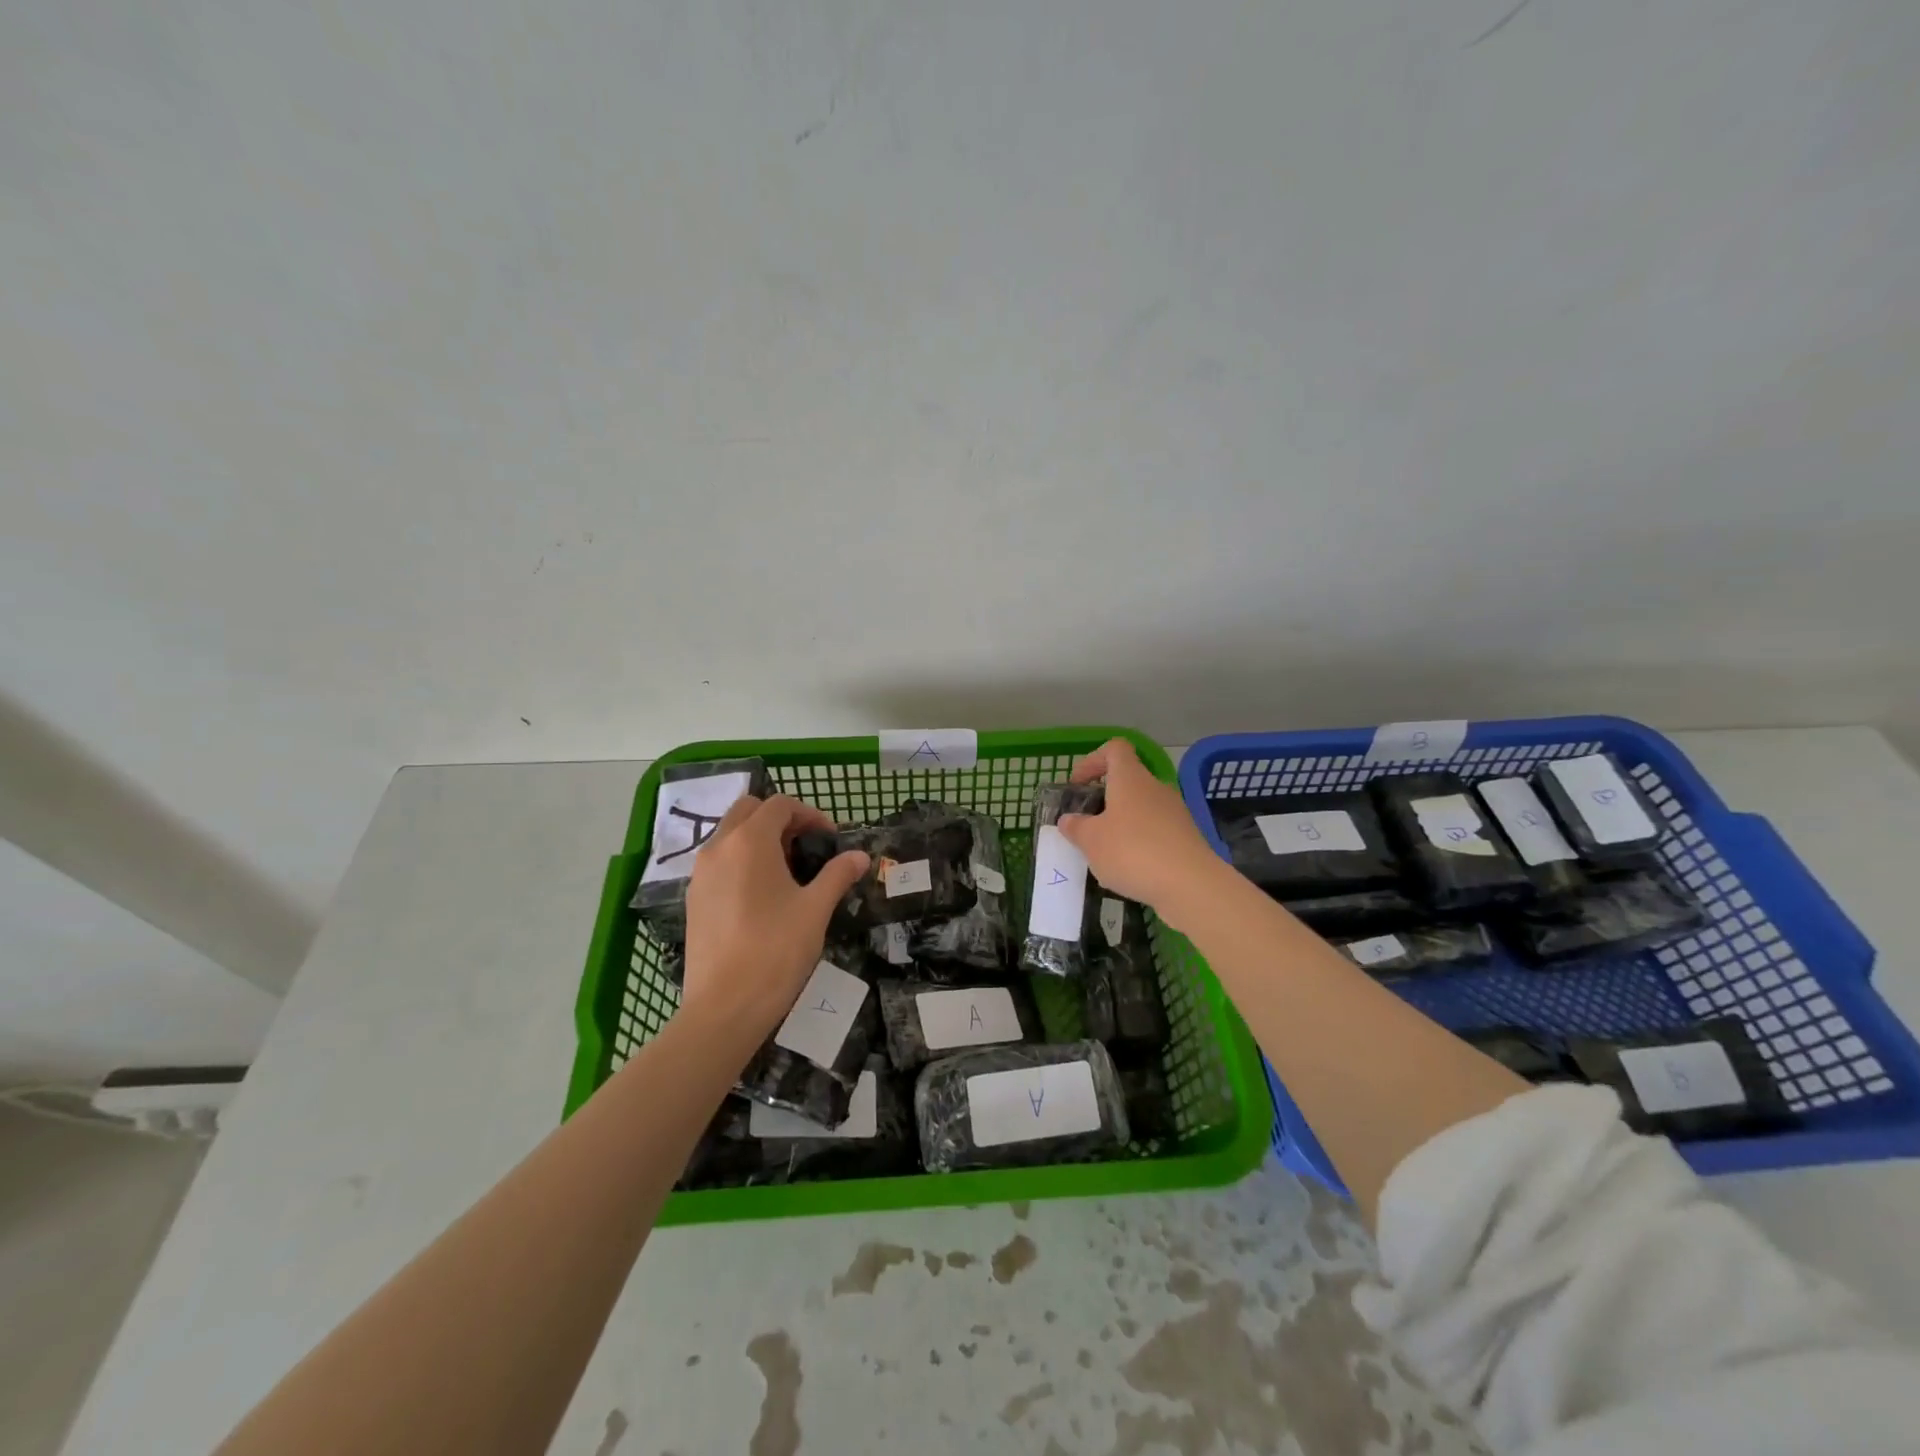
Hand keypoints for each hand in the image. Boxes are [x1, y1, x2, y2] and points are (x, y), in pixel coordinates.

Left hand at [682, 795, 868, 1040]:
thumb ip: (837, 875)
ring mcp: (701, 874)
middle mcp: (719, 848)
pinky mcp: (694, 898)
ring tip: (787, 873)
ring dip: (759, 839)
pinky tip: (761, 896)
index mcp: (749, 842)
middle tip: (806, 848)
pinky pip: (719, 862)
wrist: (724, 1006)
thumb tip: (860, 857)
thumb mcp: (815, 909)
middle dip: (780, 820)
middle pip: (748, 810)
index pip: (779, 805)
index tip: (829, 839)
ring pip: (730, 835)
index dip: (809, 814)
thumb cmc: (776, 950)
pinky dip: (741, 861)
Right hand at [1057, 738, 1224, 929]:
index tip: (1078, 785)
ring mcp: (1175, 812)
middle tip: (1086, 825)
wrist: (1191, 885)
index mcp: (1130, 778)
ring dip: (1120, 824)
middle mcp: (1155, 788)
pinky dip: (1139, 843)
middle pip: (1127, 781)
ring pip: (1140, 808)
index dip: (1092, 760)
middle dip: (1104, 799)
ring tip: (1104, 853)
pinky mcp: (1186, 837)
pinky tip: (1130, 870)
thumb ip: (1075, 827)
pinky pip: (1155, 831)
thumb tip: (1069, 820)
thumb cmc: (1133, 852)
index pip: (1114, 748)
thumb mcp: (1091, 841)